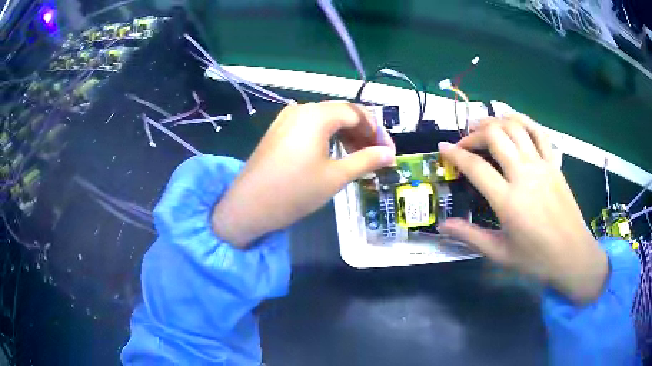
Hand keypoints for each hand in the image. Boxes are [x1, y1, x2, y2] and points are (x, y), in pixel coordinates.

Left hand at [212, 101, 395, 247]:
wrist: (248, 206)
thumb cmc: (295, 191)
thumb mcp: (335, 177)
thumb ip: (366, 160)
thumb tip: (390, 154)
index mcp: (317, 115)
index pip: (357, 113)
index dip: (377, 131)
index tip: (388, 152)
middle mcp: (301, 109)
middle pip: (341, 112)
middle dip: (363, 132)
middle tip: (377, 155)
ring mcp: (286, 118)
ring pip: (326, 119)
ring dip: (346, 134)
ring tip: (359, 156)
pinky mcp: (278, 131)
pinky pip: (310, 126)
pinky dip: (328, 136)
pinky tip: (335, 153)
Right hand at [437, 114, 607, 303]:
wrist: (572, 255)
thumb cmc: (536, 259)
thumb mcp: (500, 253)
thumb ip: (470, 236)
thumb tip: (442, 227)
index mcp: (508, 201)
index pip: (475, 167)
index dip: (454, 154)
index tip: (442, 147)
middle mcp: (524, 175)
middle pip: (495, 136)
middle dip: (474, 133)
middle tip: (464, 141)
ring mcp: (542, 165)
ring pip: (515, 127)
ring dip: (495, 121)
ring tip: (483, 126)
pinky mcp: (554, 163)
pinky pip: (538, 131)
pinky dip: (522, 119)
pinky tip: (511, 119)